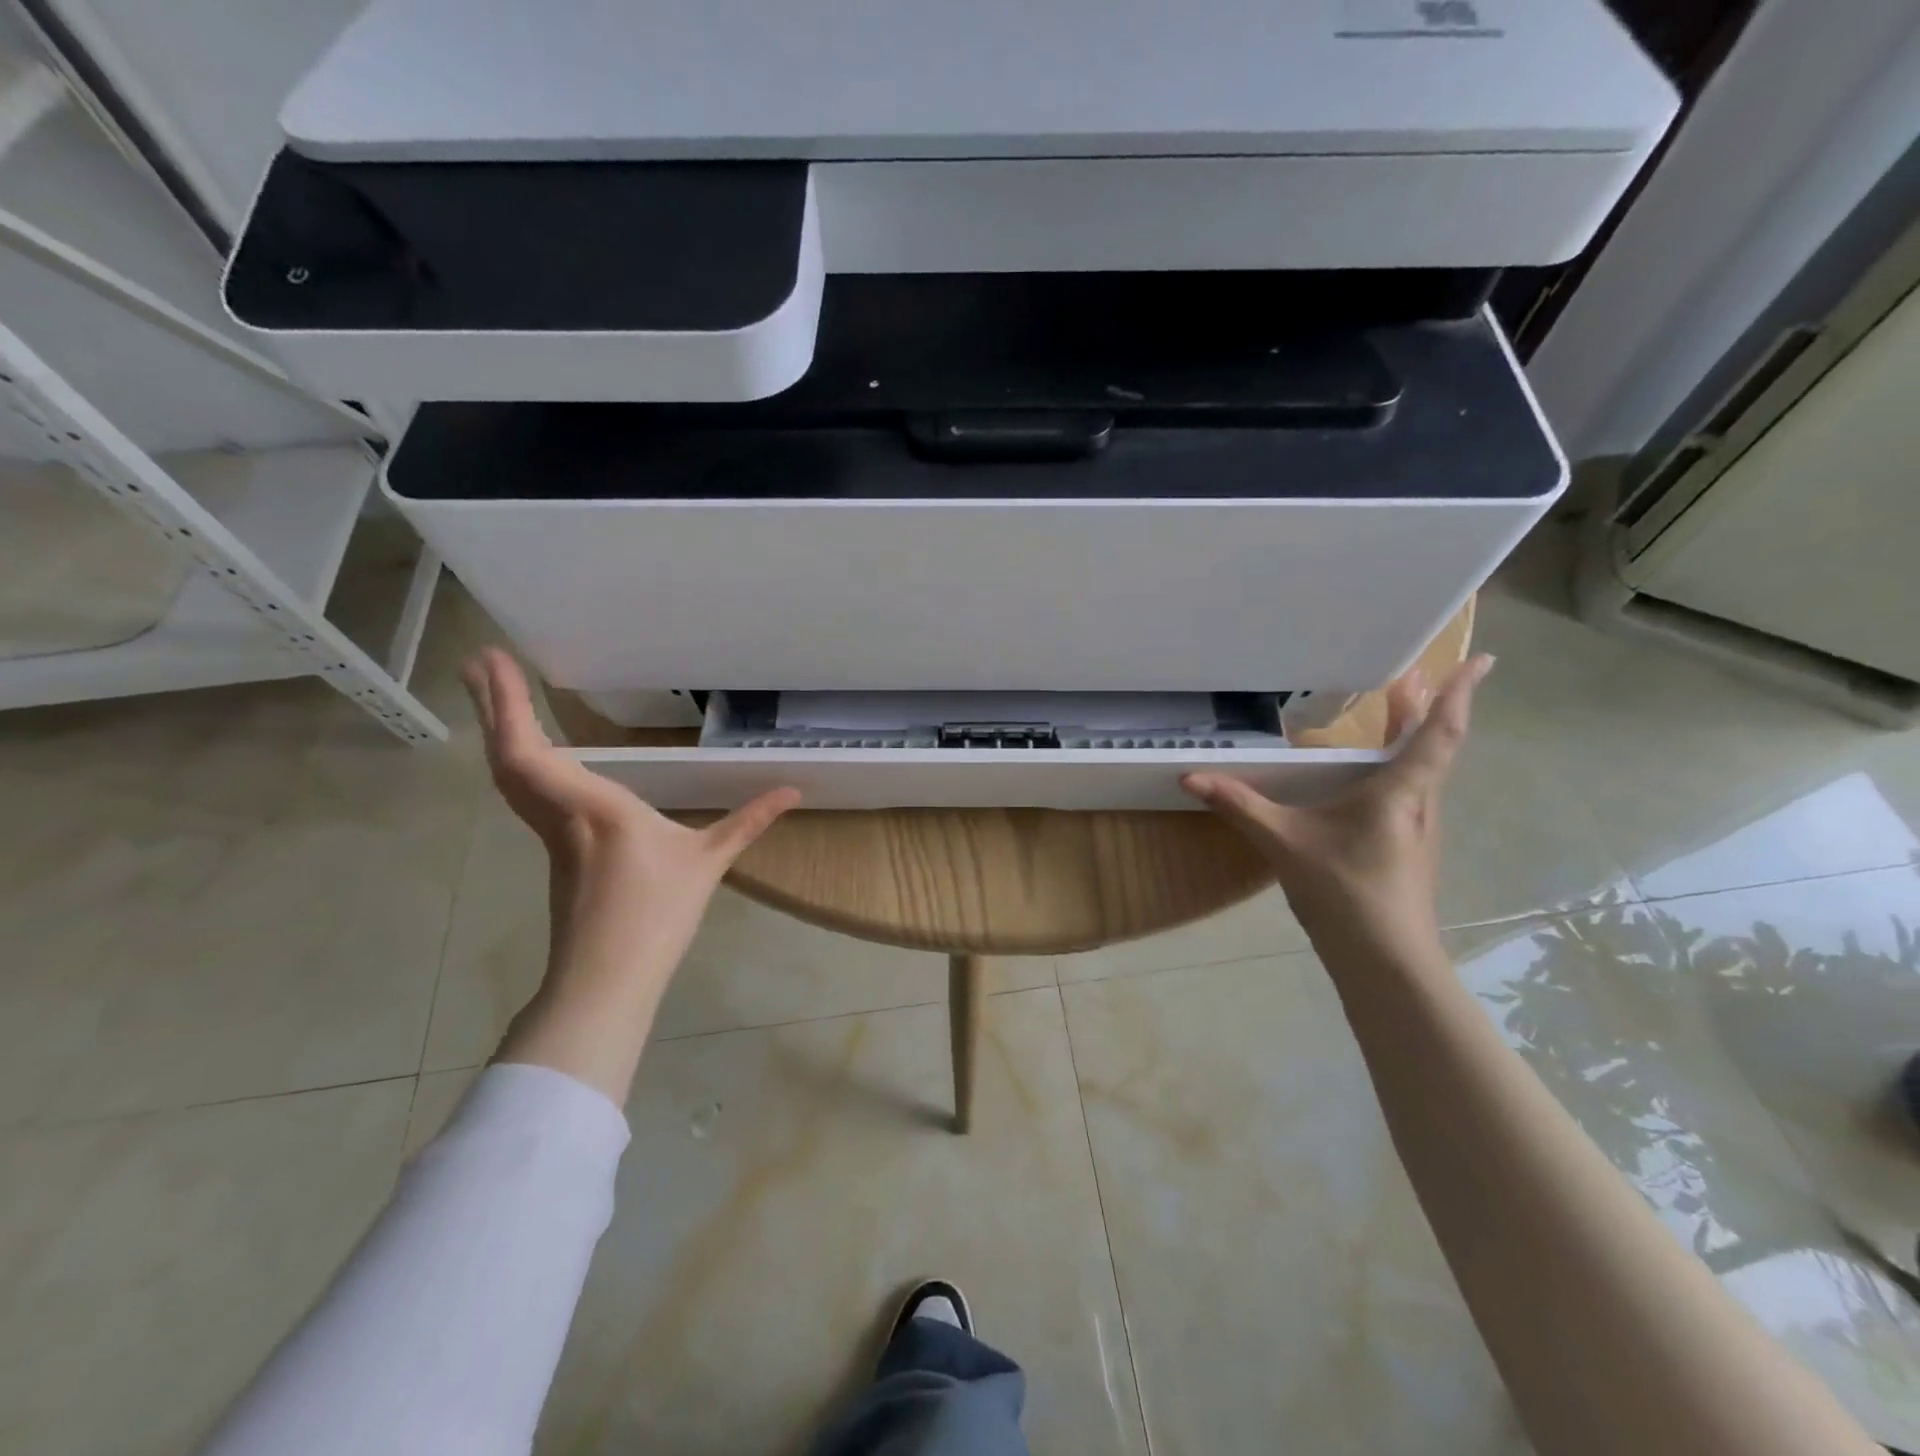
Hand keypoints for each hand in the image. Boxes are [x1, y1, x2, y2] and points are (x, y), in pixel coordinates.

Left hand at [462, 647, 798, 1098]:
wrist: (605, 980)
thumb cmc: (657, 916)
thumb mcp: (708, 863)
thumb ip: (747, 821)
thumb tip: (792, 790)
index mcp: (595, 807)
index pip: (532, 751)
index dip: (510, 706)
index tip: (496, 660)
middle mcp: (560, 812)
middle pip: (507, 754)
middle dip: (492, 706)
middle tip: (477, 660)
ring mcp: (550, 834)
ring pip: (509, 775)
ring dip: (499, 731)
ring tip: (494, 694)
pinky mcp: (554, 851)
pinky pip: (524, 793)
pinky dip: (516, 760)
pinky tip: (529, 754)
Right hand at [1183, 654, 1492, 960]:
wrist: (1385, 962)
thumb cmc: (1347, 892)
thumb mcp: (1285, 843)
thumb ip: (1240, 807)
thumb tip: (1190, 778)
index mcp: (1400, 791)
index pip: (1438, 733)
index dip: (1457, 694)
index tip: (1479, 659)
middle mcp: (1418, 804)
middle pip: (1430, 745)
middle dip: (1424, 707)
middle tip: (1411, 675)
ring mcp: (1416, 830)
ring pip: (1419, 772)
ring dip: (1412, 738)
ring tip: (1394, 713)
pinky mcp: (1405, 850)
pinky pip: (1405, 794)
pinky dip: (1396, 769)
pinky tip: (1366, 782)